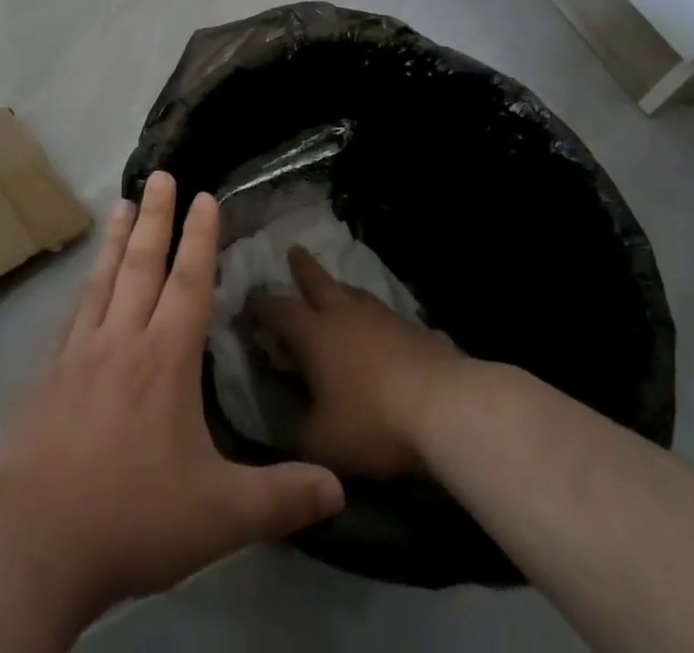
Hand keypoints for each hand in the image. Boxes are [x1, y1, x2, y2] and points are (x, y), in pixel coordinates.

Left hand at [0, 173, 344, 623]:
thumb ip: (281, 496)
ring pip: (103, 279)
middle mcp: (122, 340)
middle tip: (160, 175)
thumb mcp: (220, 516)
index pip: (188, 281)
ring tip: (122, 203)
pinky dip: (85, 285)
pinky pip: (73, 313)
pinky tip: (84, 280)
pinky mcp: (47, 374)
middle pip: (142, 264)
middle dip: (156, 216)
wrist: (33, 541)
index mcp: (165, 359)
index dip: (199, 236)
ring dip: (116, 238)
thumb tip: (340, 490)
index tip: (203, 196)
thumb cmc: (133, 518)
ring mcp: (79, 353)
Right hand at [251, 246, 464, 478]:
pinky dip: (372, 315)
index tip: (248, 298)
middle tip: (293, 251)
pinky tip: (378, 326)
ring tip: (335, 287)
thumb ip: (294, 431)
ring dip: (339, 288)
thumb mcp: (320, 441)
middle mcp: (343, 314)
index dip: (259, 305)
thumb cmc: (372, 421)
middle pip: (317, 281)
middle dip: (302, 268)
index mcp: (312, 334)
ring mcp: (381, 317)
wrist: (445, 408)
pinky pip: (383, 314)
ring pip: (353, 292)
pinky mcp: (414, 329)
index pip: (277, 311)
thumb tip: (281, 426)